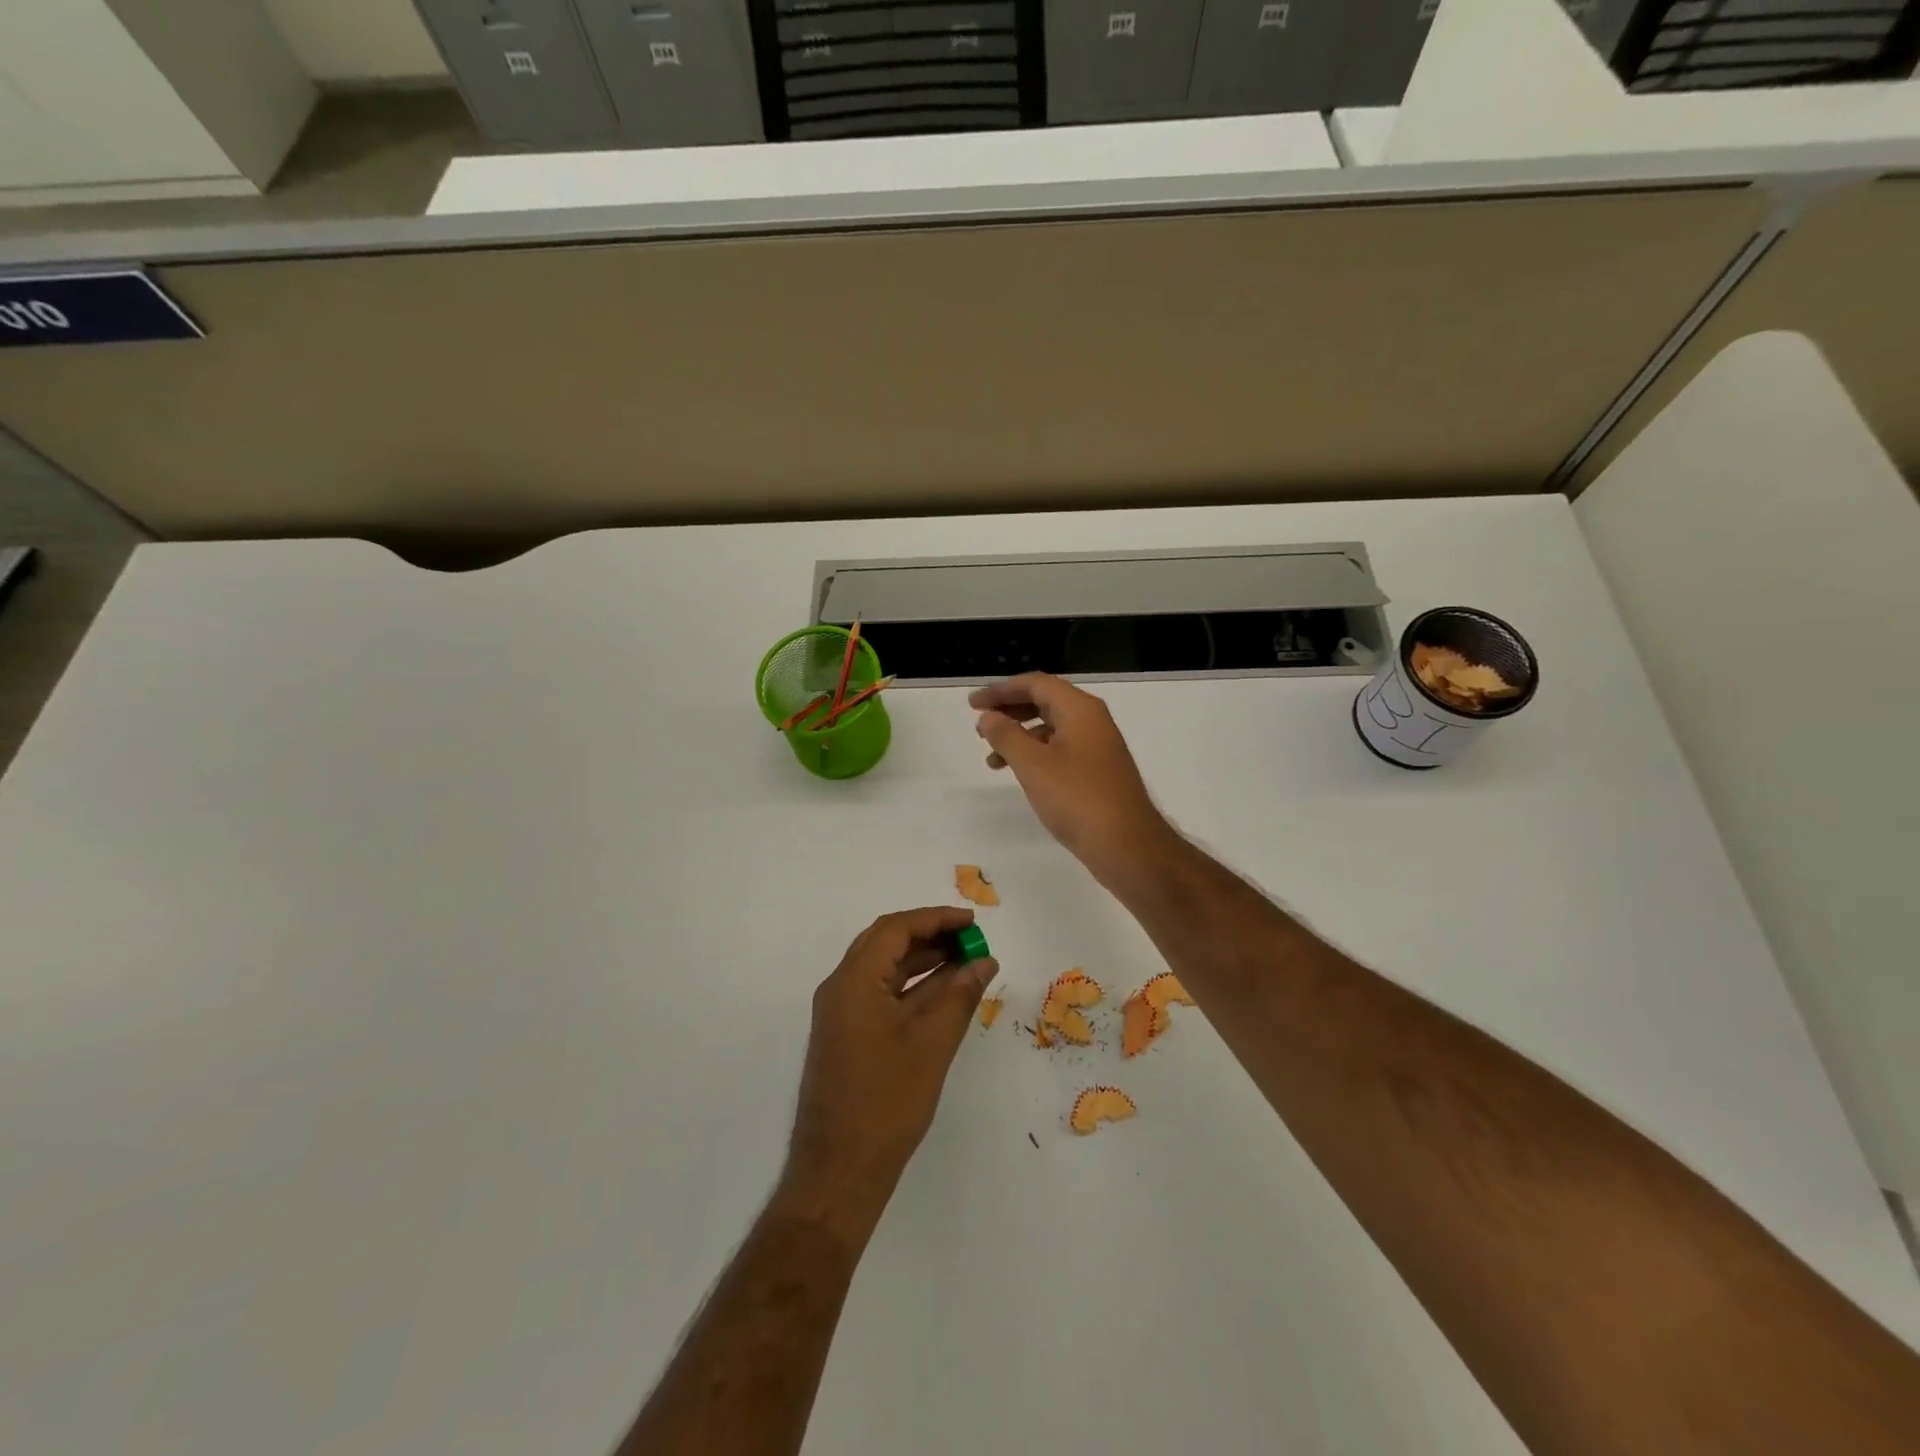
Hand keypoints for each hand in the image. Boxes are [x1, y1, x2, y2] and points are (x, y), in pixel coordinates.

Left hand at [781, 907, 997, 1242]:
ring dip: (923, 961)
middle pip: (886, 944)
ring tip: (966, 962)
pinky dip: (913, 988)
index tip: (972, 922)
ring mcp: (840, 1015)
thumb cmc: (886, 1103)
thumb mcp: (932, 1044)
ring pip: (884, 970)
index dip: (935, 919)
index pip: (895, 929)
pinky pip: (881, 995)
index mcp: (852, 981)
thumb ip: (959, 995)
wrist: (838, 1173)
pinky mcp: (847, 1037)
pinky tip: (944, 994)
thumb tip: (984, 961)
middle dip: (930, 935)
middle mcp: (840, 989)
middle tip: (971, 940)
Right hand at [970, 673, 1170, 880]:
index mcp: (1080, 710)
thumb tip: (988, 716)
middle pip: (1045, 702)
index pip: (1036, 684)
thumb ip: (1006, 736)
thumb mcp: (1033, 765)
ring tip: (991, 758)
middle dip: (1010, 711)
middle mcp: (1092, 721)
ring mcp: (1098, 746)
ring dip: (1019, 736)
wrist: (1127, 845)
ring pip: (1051, 728)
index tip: (973, 704)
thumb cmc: (1077, 798)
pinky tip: (1020, 775)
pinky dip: (1036, 755)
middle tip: (979, 724)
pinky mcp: (1098, 771)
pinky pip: (1060, 750)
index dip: (1001, 690)